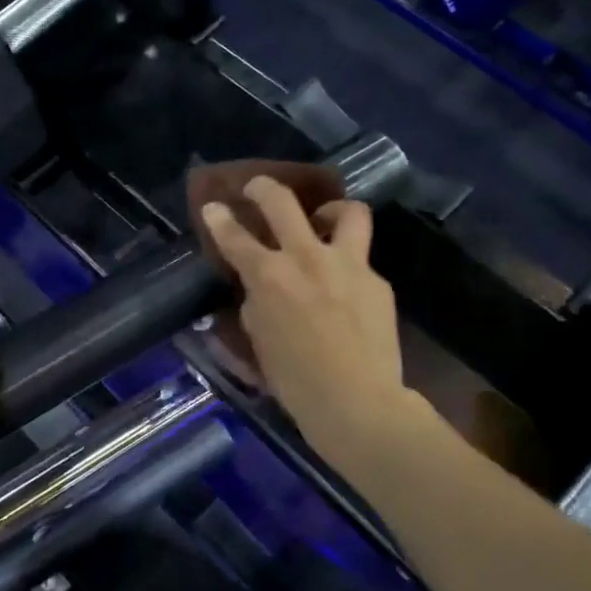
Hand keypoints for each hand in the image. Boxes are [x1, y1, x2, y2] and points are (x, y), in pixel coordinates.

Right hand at [201, 177, 412, 462]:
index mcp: (269, 276)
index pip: (234, 236)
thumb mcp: (258, 340)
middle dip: (263, 188)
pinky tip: (345, 288)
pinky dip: (347, 266)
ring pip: (347, 211)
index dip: (218, 218)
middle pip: (282, 202)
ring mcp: (348, 265)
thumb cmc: (295, 381)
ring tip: (323, 220)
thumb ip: (256, 303)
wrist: (358, 402)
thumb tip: (260, 289)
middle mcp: (306, 258)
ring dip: (330, 210)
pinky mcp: (377, 281)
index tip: (213, 206)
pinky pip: (360, 261)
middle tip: (257, 188)